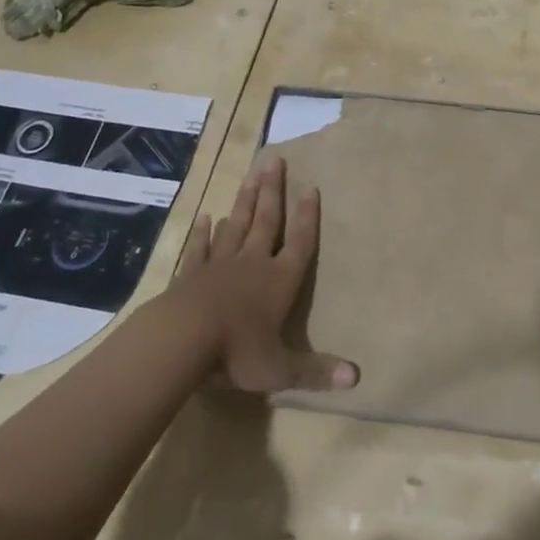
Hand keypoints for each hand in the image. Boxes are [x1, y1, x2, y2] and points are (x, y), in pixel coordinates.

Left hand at [173, 153, 358, 393]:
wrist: (182, 340)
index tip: (311, 187)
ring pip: (237, 225)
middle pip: (267, 221)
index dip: (307, 216)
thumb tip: (357, 378)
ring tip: (251, 175)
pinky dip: (204, 233)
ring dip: (245, 201)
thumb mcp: (280, 369)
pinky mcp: (191, 274)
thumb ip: (316, 371)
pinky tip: (207, 218)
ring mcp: (220, 265)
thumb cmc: (237, 352)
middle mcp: (253, 264)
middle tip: (276, 161)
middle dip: (274, 191)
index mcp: (279, 281)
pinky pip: (200, 248)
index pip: (299, 242)